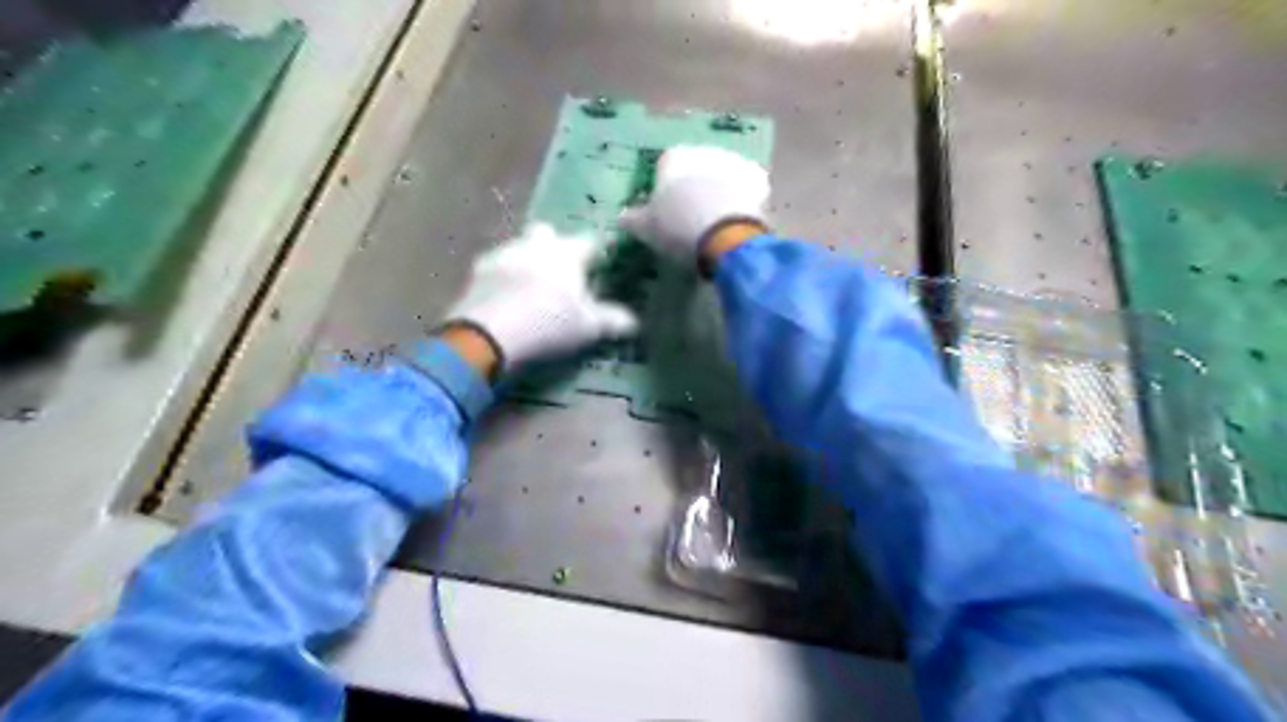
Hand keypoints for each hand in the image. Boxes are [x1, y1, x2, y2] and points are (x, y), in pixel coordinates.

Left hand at [442, 222, 636, 370]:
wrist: (488, 334)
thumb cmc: (549, 323)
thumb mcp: (589, 328)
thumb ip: (614, 321)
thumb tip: (635, 321)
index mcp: (567, 252)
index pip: (590, 242)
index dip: (598, 253)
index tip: (602, 265)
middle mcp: (536, 243)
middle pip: (548, 234)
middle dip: (555, 247)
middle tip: (562, 274)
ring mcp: (503, 253)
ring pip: (520, 248)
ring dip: (527, 261)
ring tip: (532, 289)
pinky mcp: (476, 271)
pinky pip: (496, 267)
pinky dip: (503, 278)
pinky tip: (505, 299)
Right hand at [617, 144, 765, 265]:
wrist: (726, 237)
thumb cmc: (678, 229)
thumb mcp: (646, 229)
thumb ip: (633, 220)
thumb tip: (624, 216)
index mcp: (673, 158)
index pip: (664, 165)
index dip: (664, 187)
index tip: (665, 210)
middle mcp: (702, 151)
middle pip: (695, 168)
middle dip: (693, 187)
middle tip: (690, 217)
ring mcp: (732, 162)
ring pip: (720, 176)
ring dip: (718, 191)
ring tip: (715, 221)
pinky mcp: (756, 180)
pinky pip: (745, 188)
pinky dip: (741, 200)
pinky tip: (736, 220)